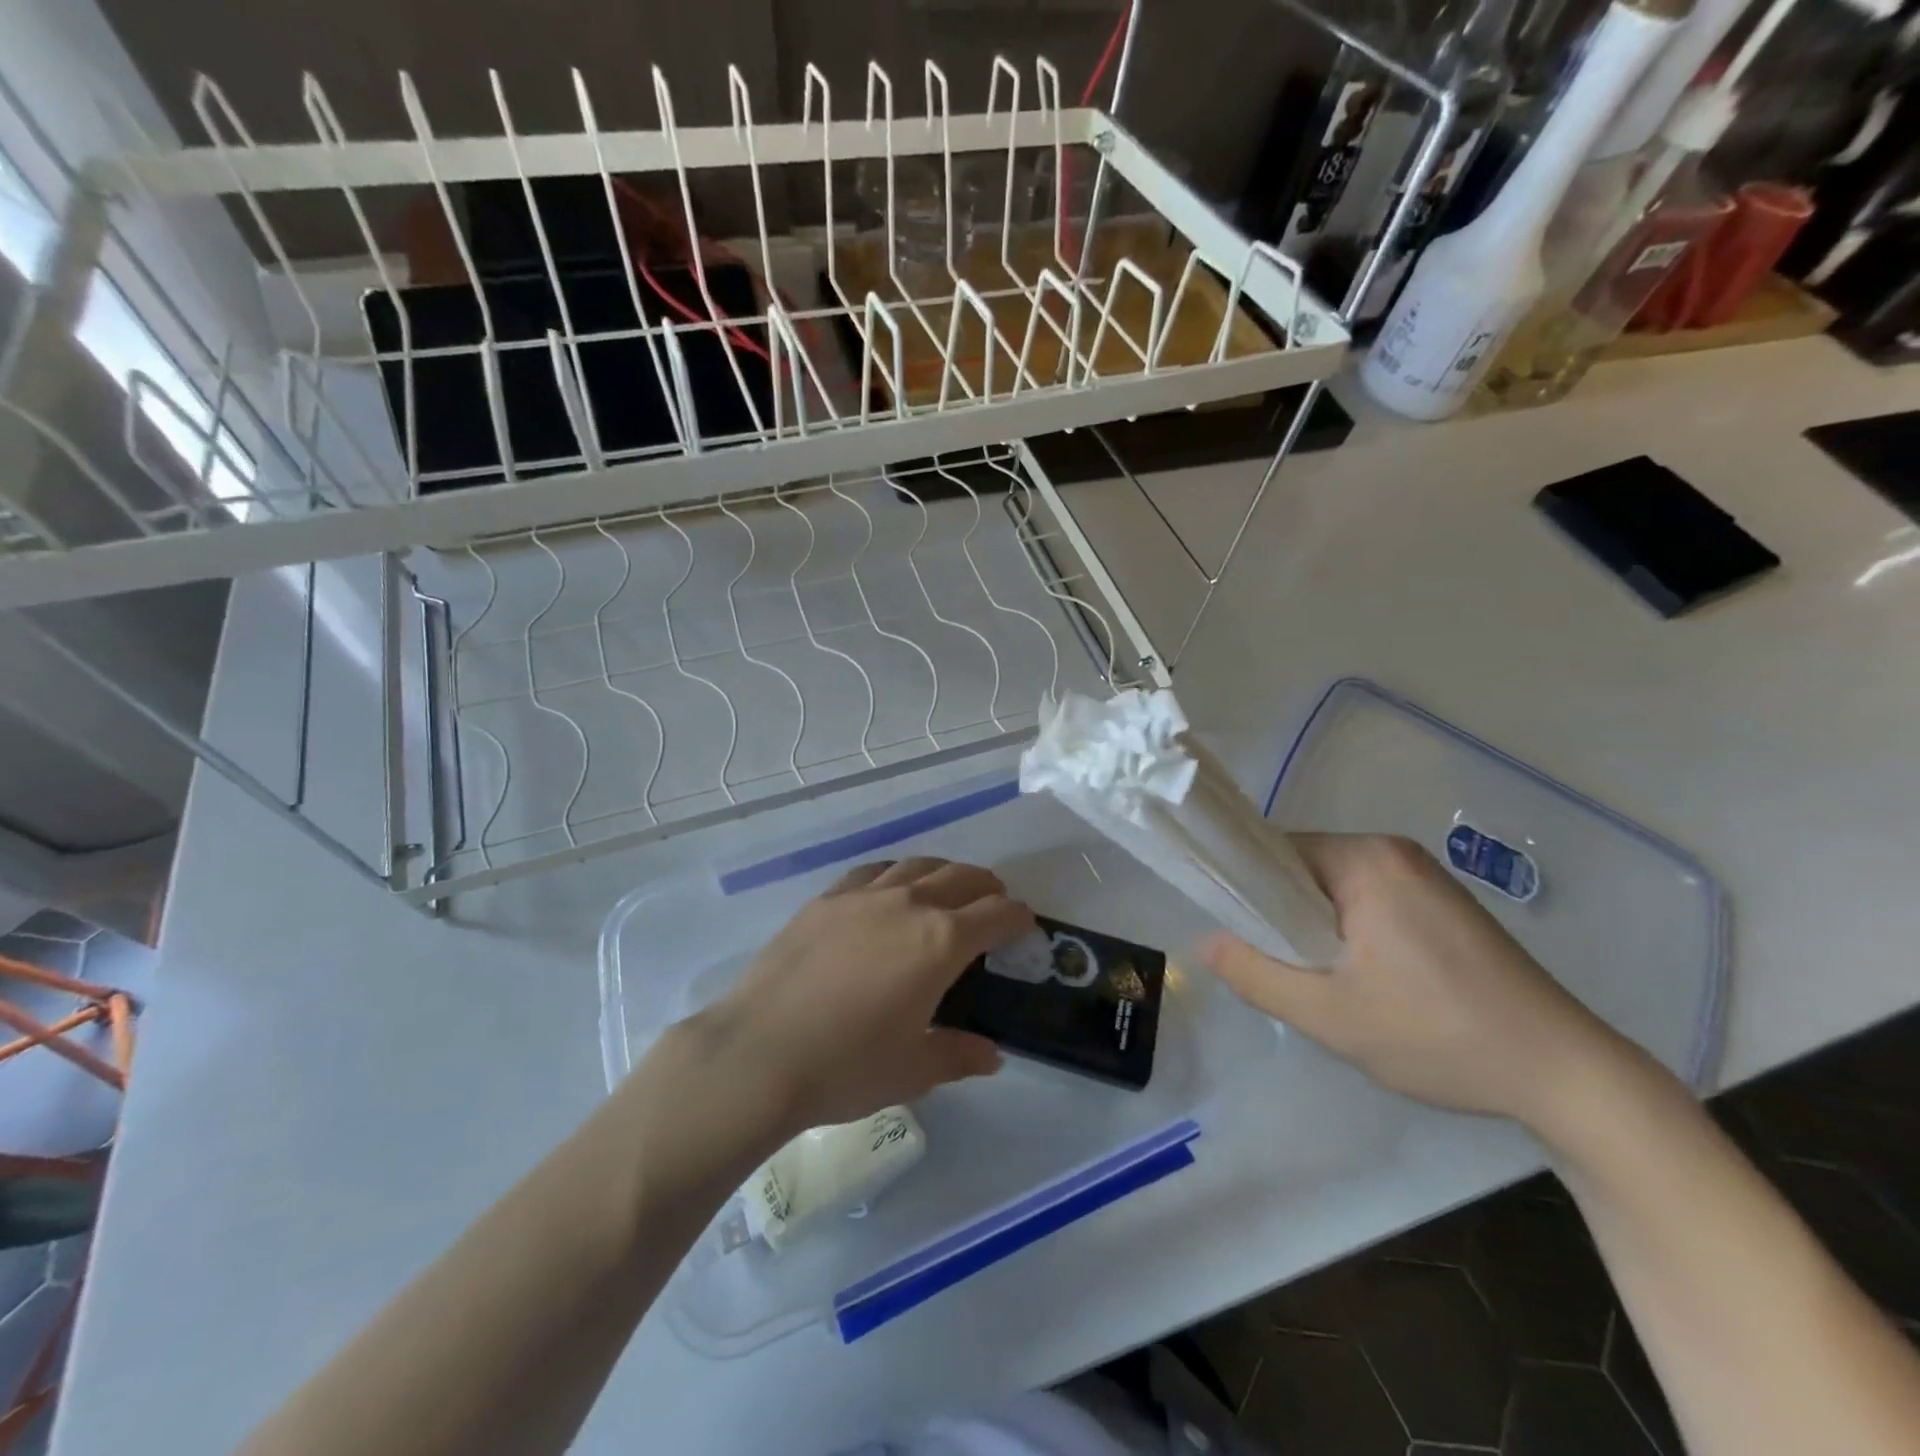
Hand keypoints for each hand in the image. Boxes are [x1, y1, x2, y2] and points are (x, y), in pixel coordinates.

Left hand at [693, 858, 1031, 1136]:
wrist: (759, 1051)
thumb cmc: (846, 1066)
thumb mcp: (913, 1070)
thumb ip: (958, 1055)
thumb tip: (991, 1055)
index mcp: (940, 942)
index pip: (995, 915)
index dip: (1017, 916)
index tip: (1025, 922)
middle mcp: (908, 904)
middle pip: (961, 877)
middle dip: (986, 886)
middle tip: (994, 902)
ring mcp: (863, 896)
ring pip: (917, 865)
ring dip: (944, 872)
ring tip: (948, 888)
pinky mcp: (826, 899)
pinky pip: (873, 871)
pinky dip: (895, 873)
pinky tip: (889, 888)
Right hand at [1198, 834, 1625, 1124]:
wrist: (1568, 1075)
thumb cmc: (1440, 1036)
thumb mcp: (1331, 1016)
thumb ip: (1256, 975)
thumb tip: (1206, 943)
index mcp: (1366, 859)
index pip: (1273, 854)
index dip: (1246, 892)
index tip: (1242, 940)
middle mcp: (1393, 852)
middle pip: (1302, 870)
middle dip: (1285, 918)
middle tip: (1292, 975)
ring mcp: (1423, 876)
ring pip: (1334, 890)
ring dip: (1318, 930)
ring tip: (1332, 985)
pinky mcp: (1442, 903)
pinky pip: (1368, 901)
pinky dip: (1351, 934)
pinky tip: (1371, 983)